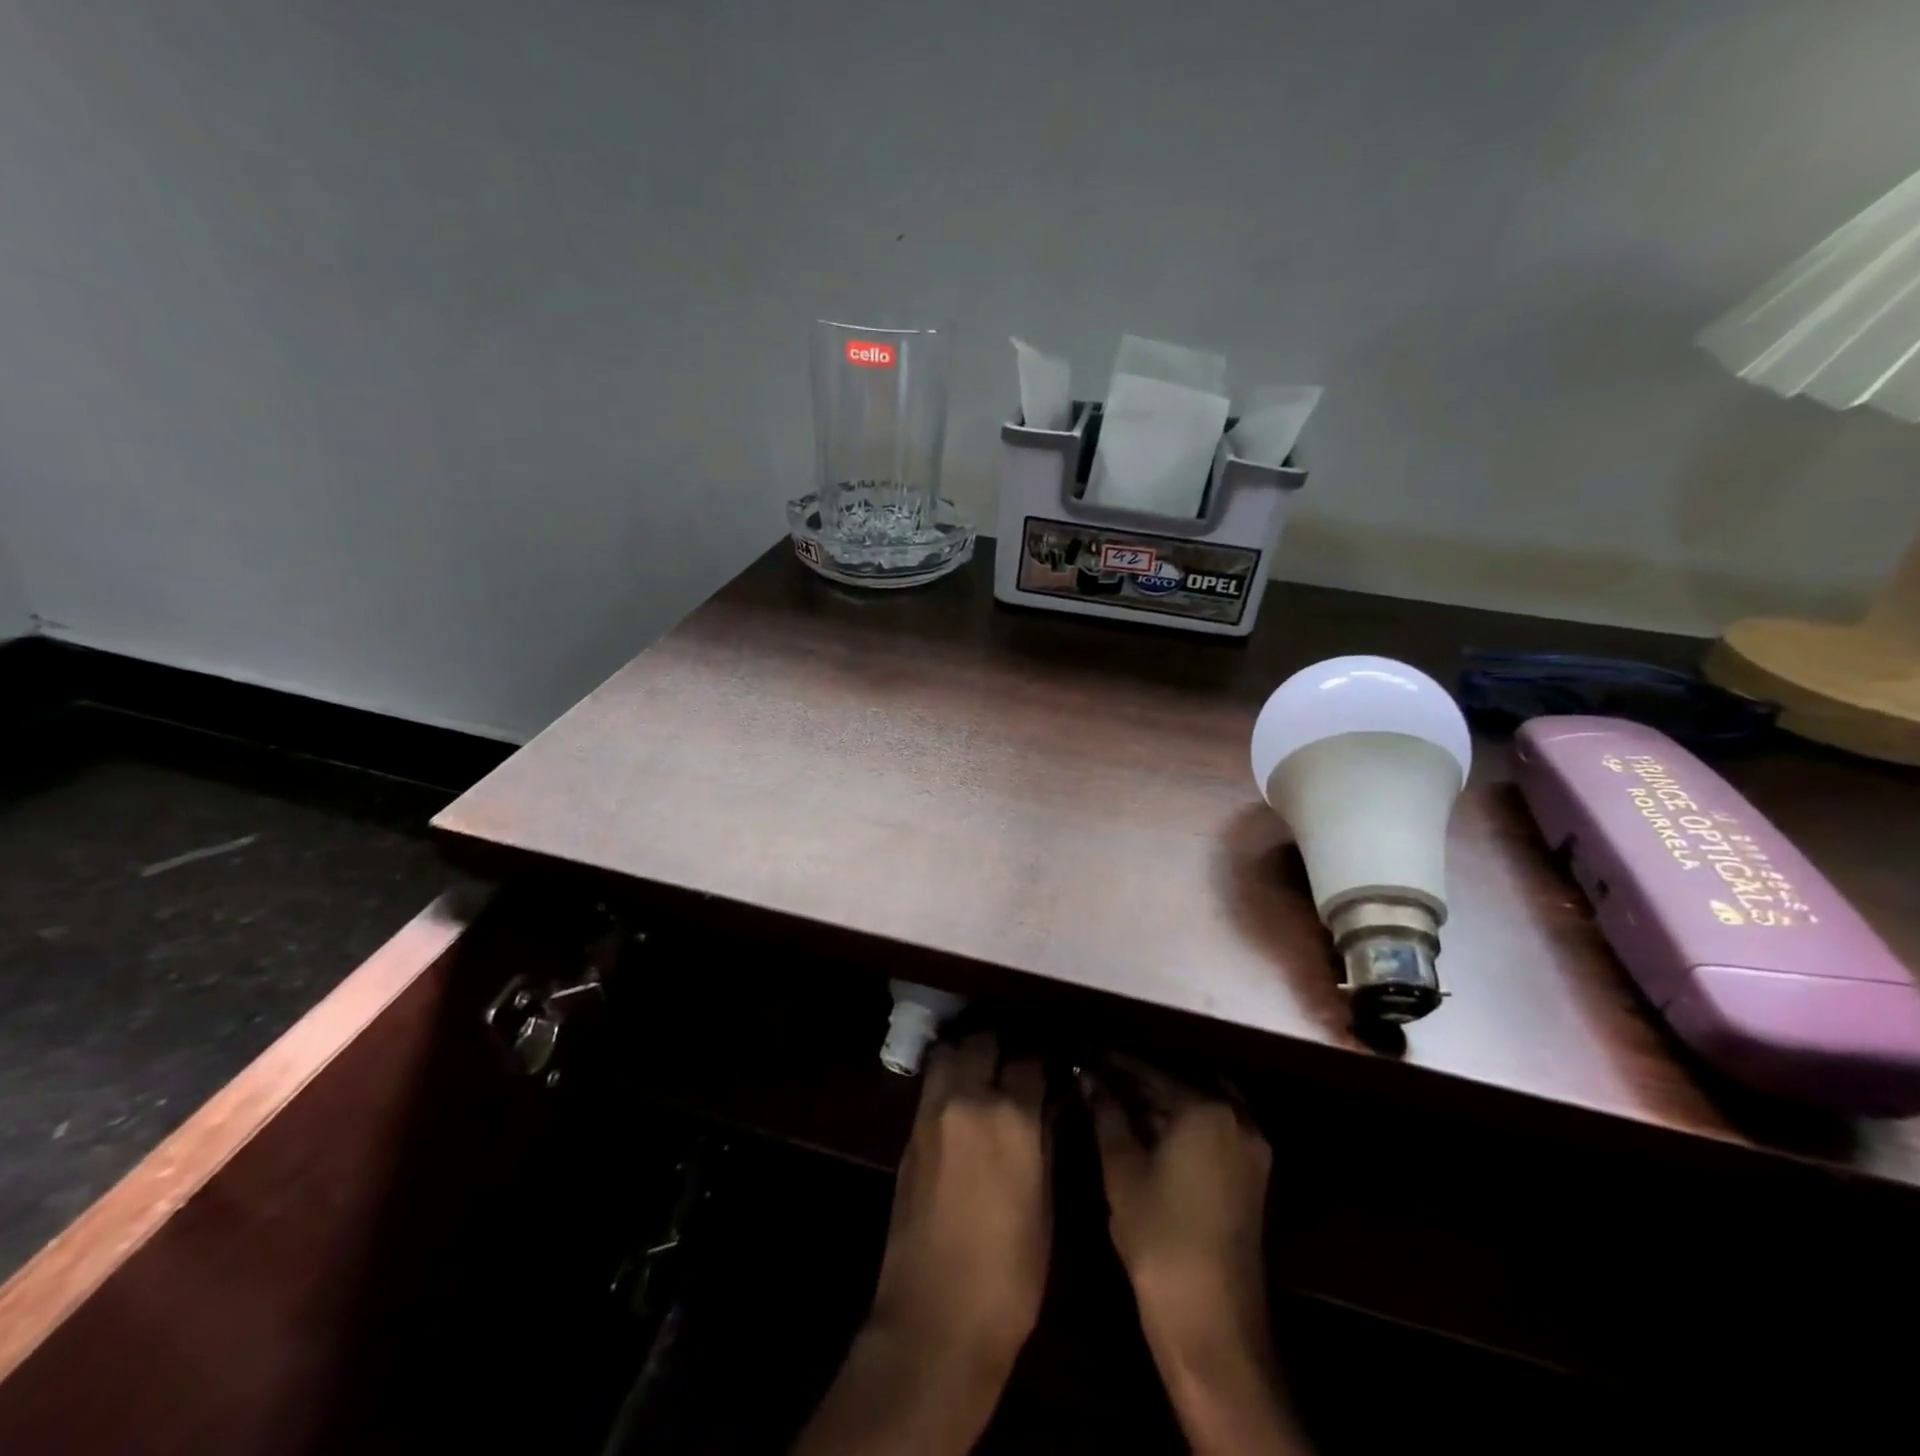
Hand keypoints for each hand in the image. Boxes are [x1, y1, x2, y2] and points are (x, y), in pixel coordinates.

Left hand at [869, 1032, 1051, 1373]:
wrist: (935, 1321)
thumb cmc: (1009, 1275)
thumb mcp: (1045, 1206)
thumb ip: (1045, 1140)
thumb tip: (1050, 1102)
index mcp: (1011, 1117)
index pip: (1030, 1057)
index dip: (1044, 1054)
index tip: (1053, 1056)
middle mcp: (968, 1099)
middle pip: (983, 1039)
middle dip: (1003, 1040)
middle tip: (1018, 1054)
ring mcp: (932, 1112)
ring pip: (950, 1051)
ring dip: (969, 1050)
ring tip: (988, 1064)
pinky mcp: (909, 1131)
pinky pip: (932, 1082)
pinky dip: (949, 1075)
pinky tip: (964, 1093)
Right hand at [1087, 1057, 1270, 1343]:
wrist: (1212, 1323)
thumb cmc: (1160, 1238)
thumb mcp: (1122, 1170)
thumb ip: (1106, 1114)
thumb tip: (1089, 1079)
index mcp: (1207, 1108)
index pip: (1152, 1069)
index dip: (1116, 1061)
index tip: (1088, 1053)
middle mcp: (1238, 1117)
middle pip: (1183, 1080)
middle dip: (1143, 1076)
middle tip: (1105, 1075)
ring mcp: (1251, 1148)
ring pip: (1202, 1103)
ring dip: (1165, 1097)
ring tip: (1122, 1098)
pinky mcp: (1252, 1175)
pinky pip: (1215, 1127)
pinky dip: (1186, 1120)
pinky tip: (1151, 1129)